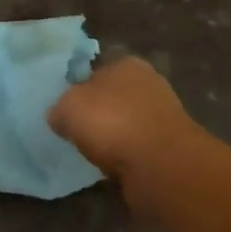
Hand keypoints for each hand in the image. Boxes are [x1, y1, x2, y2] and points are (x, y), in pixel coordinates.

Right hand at [49, 57, 203, 182]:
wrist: (161, 165)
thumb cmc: (112, 122)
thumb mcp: (68, 107)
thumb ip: (60, 108)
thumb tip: (60, 117)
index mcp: (126, 64)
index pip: (97, 69)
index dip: (79, 87)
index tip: (67, 107)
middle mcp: (149, 84)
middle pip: (114, 97)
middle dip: (98, 113)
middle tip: (77, 131)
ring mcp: (163, 117)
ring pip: (126, 124)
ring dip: (113, 138)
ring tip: (93, 153)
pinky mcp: (170, 148)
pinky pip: (138, 149)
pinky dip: (126, 157)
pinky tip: (112, 167)